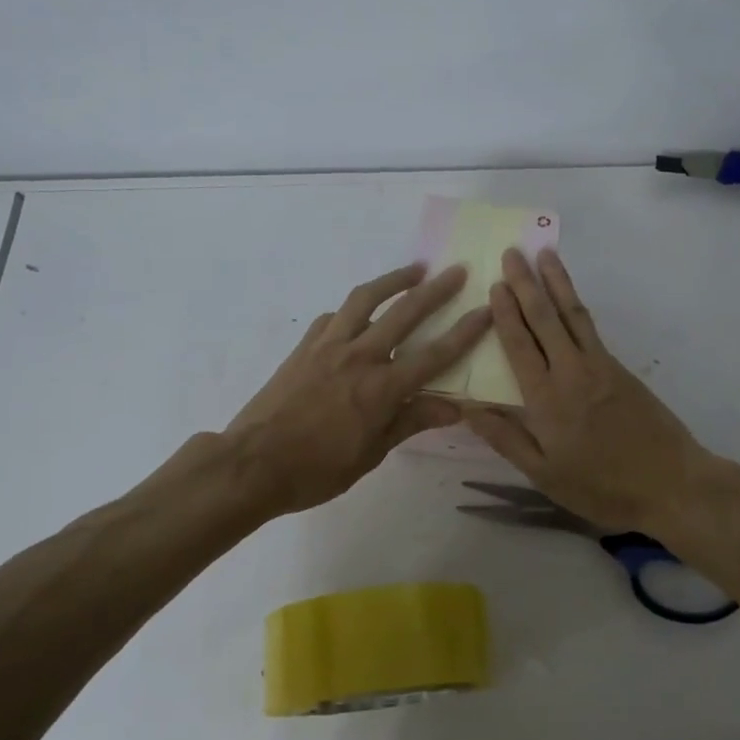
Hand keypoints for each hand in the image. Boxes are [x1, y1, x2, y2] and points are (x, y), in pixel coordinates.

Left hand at [224, 263, 490, 516]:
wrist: (253, 464)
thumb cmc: (317, 469)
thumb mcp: (372, 454)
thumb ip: (411, 422)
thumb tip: (455, 409)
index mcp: (382, 388)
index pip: (435, 354)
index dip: (465, 332)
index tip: (487, 309)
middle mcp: (359, 356)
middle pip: (405, 313)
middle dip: (436, 290)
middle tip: (456, 271)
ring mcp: (328, 346)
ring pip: (365, 300)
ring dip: (392, 280)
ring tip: (413, 271)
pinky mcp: (304, 347)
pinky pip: (333, 318)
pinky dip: (351, 311)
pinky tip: (356, 315)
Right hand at [464, 248, 715, 536]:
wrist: (671, 484)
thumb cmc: (601, 486)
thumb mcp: (544, 474)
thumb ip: (506, 438)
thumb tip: (468, 407)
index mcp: (546, 399)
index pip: (519, 345)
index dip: (505, 313)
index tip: (495, 283)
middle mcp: (571, 372)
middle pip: (545, 318)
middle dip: (526, 283)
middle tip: (513, 252)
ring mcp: (600, 366)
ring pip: (572, 315)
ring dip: (556, 282)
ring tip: (545, 254)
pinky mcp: (620, 369)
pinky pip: (591, 328)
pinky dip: (576, 305)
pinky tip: (570, 298)